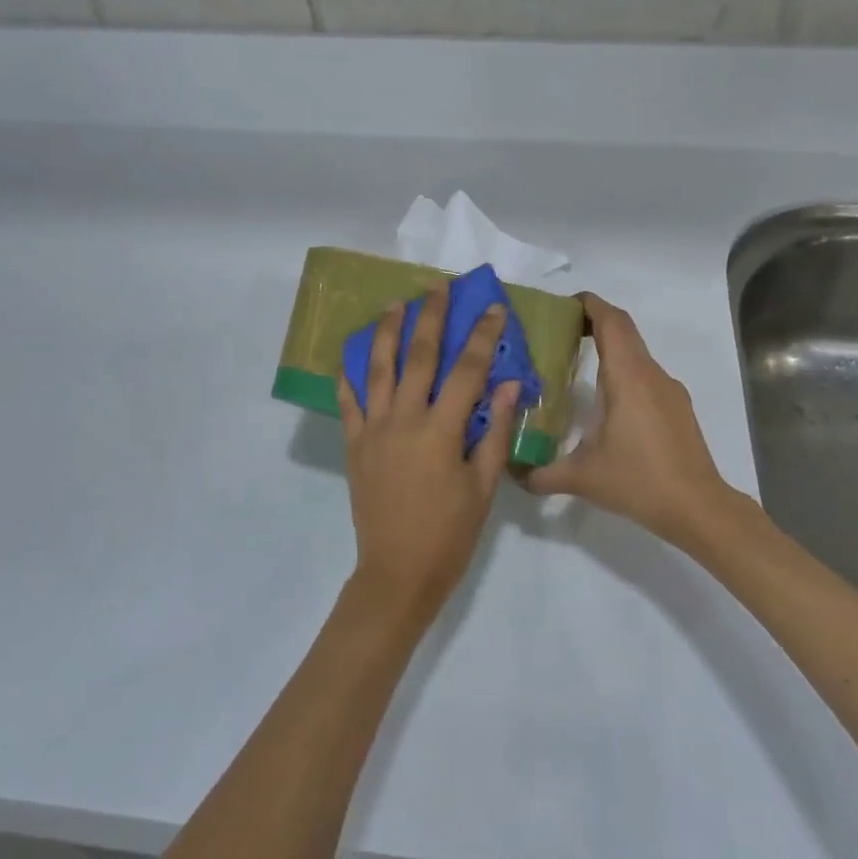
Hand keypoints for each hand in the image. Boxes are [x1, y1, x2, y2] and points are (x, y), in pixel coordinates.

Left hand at [338, 286, 521, 626]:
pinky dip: (349, 377)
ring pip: (378, 370)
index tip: (492, 308)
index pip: (467, 371)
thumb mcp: (483, 486)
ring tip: (393, 304)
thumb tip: (509, 384)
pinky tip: (351, 357)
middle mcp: (404, 420)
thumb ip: (494, 432)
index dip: (482, 336)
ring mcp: (374, 430)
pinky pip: (348, 403)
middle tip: (437, 286)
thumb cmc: (450, 533)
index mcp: (441, 431)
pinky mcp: (354, 445)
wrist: (398, 572)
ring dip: (387, 333)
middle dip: (430, 317)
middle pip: (419, 356)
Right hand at [526, 294, 738, 551]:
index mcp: (628, 377)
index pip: (611, 321)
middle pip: (623, 331)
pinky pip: (646, 376)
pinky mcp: (677, 409)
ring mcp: (669, 391)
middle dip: (592, 324)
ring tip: (576, 369)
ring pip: (636, 355)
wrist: (698, 509)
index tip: (561, 306)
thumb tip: (511, 471)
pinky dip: (623, 374)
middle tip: (558, 335)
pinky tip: (606, 405)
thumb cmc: (638, 482)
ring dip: (609, 351)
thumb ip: (540, 473)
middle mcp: (651, 375)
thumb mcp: (580, 478)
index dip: (588, 304)